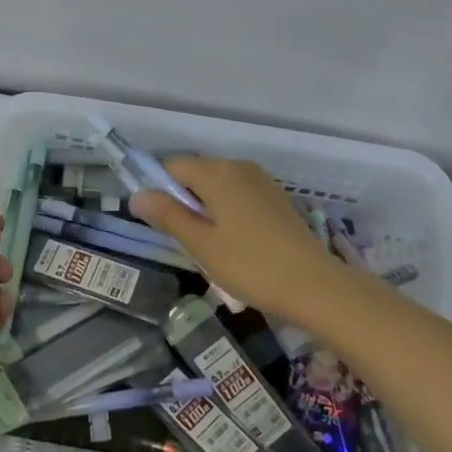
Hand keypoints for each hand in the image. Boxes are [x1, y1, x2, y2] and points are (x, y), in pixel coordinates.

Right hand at [131, 158, 356, 326]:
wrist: (314, 285)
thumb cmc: (250, 265)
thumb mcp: (201, 243)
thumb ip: (167, 215)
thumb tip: (136, 195)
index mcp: (217, 173)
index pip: (172, 166)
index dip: (158, 189)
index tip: (159, 223)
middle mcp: (239, 167)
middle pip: (196, 173)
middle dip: (182, 200)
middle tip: (184, 240)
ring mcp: (261, 181)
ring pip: (218, 186)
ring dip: (205, 208)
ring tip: (210, 246)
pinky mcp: (276, 198)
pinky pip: (238, 195)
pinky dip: (227, 211)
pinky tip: (235, 243)